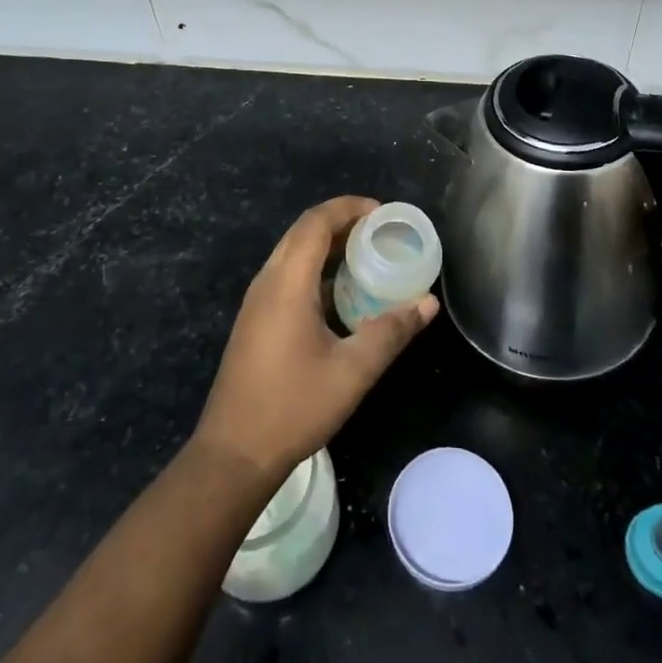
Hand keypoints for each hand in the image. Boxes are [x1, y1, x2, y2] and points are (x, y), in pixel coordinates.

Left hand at [194, 196, 438, 479]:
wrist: (234, 454)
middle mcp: (267, 282)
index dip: (348, 208)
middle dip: (342, 222)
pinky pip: (287, 276)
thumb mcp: (353, 371)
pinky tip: (341, 294)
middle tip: (381, 232)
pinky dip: (316, 269)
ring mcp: (257, 303)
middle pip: (303, 233)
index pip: (315, 222)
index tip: (383, 212)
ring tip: (367, 255)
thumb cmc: (293, 407)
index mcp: (286, 283)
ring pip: (293, 254)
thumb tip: (428, 302)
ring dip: (328, 246)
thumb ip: (392, 332)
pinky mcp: (255, 321)